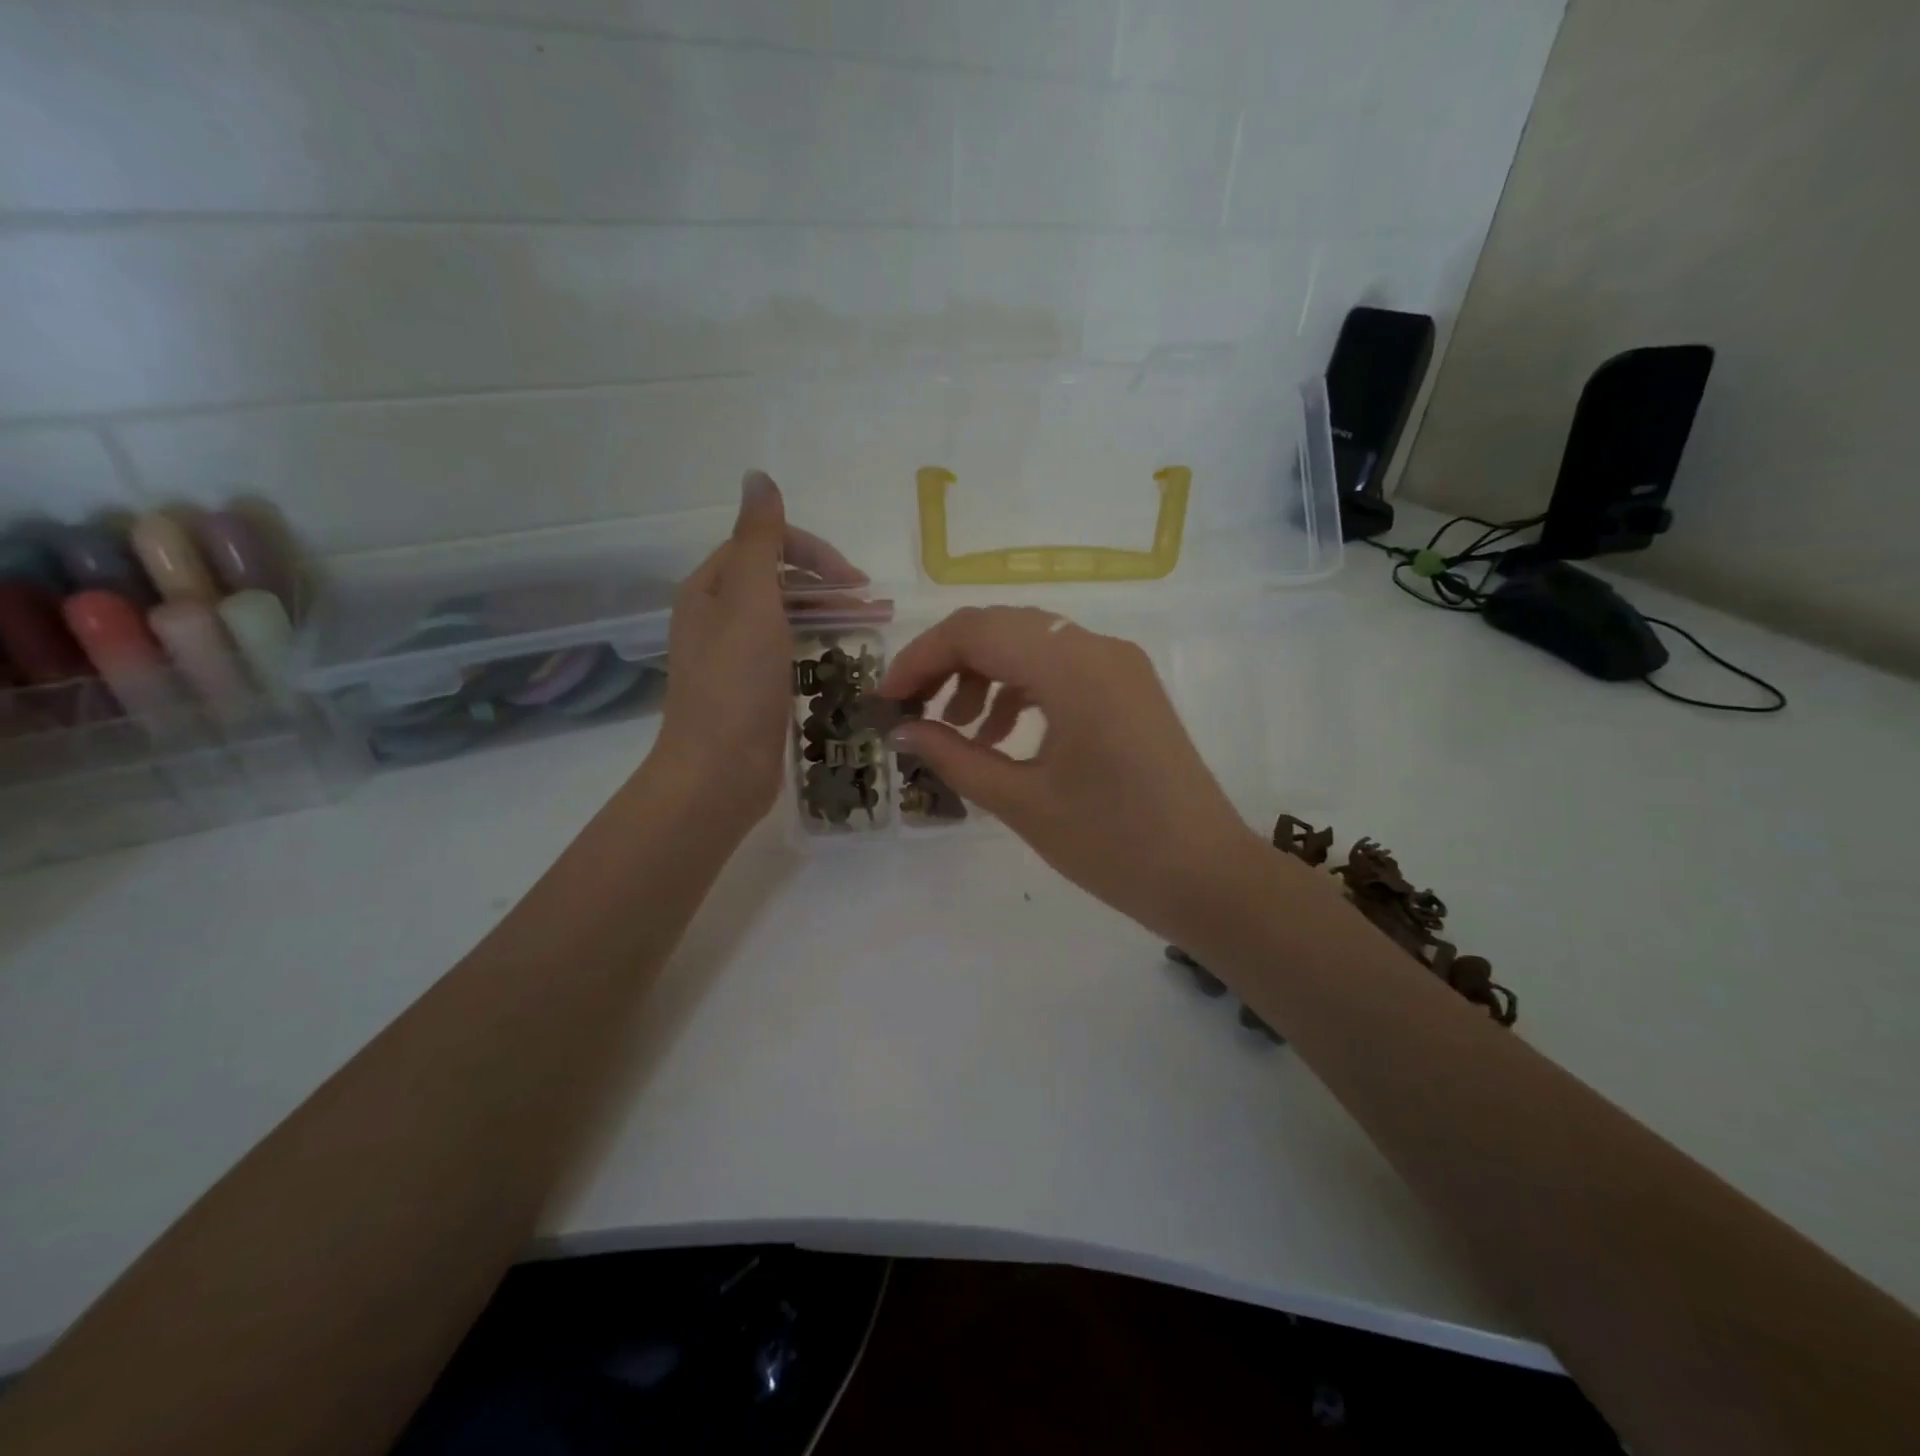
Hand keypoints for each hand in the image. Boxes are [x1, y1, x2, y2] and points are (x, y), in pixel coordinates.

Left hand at [655, 472, 864, 836]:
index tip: (854, 580)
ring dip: (826, 614)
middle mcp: (716, 616)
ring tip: (870, 626)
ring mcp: (733, 656)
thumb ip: (758, 540)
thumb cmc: (735, 685)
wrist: (718, 773)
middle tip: (871, 602)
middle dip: (825, 584)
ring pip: (785, 617)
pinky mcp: (751, 690)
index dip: (811, 552)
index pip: (763, 545)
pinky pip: (787, 651)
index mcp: (710, 589)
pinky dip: (816, 645)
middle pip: (776, 580)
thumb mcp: (748, 601)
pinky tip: (842, 658)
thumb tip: (757, 476)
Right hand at [881, 606, 1270, 940]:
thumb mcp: (1021, 801)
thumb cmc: (1112, 844)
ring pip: (1030, 645)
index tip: (887, 700)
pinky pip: (1060, 669)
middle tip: (913, 711)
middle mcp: (1098, 648)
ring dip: (984, 677)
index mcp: (1073, 667)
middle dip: (947, 664)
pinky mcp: (1129, 689)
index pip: (975, 631)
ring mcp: (1119, 666)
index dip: (920, 659)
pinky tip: (1001, 738)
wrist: (1208, 878)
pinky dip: (1021, 691)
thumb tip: (903, 730)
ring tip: (958, 732)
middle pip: (1001, 629)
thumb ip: (954, 756)